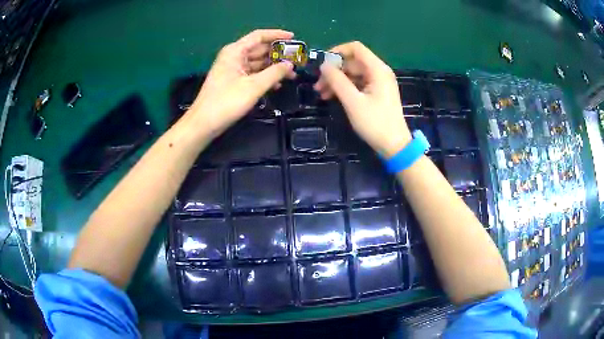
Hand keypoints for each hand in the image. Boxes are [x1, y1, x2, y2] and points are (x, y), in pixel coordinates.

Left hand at [189, 29, 295, 137]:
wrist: (204, 123)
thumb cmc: (226, 102)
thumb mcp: (254, 86)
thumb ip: (274, 73)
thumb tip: (290, 64)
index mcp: (235, 51)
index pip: (259, 36)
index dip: (277, 35)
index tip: (294, 38)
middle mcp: (234, 56)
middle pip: (259, 49)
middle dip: (278, 54)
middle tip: (297, 60)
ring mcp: (233, 69)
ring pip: (257, 62)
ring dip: (273, 67)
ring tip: (292, 75)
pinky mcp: (233, 81)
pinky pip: (253, 74)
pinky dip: (265, 77)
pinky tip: (277, 85)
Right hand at [314, 42, 410, 157]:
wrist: (394, 146)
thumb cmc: (375, 123)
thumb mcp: (353, 101)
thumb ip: (337, 81)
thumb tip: (323, 65)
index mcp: (377, 69)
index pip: (356, 48)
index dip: (337, 52)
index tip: (322, 64)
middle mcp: (379, 72)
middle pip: (352, 62)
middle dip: (334, 71)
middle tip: (318, 85)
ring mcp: (378, 82)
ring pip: (353, 73)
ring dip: (337, 81)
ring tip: (321, 94)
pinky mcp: (376, 93)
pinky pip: (358, 83)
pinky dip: (345, 88)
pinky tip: (332, 97)